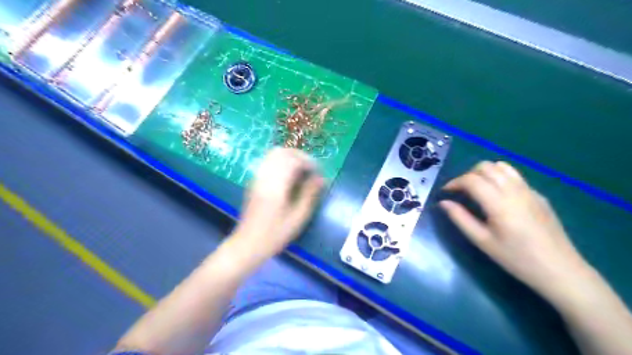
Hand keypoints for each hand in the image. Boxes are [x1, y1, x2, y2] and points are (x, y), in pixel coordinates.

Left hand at [231, 149, 321, 258]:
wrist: (248, 244)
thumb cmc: (275, 234)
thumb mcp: (298, 217)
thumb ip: (310, 195)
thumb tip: (321, 178)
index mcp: (276, 185)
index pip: (293, 160)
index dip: (308, 162)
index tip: (318, 172)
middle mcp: (265, 176)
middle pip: (282, 152)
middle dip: (299, 156)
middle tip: (310, 168)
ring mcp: (257, 178)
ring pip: (273, 155)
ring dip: (289, 158)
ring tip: (300, 171)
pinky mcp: (254, 182)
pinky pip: (267, 163)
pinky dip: (280, 163)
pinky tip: (287, 177)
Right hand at [441, 160, 589, 301]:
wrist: (560, 270)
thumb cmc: (516, 259)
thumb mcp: (482, 241)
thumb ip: (460, 218)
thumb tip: (443, 202)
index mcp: (499, 203)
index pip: (471, 179)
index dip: (454, 182)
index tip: (446, 192)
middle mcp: (514, 190)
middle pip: (485, 167)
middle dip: (467, 175)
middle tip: (460, 191)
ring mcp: (529, 191)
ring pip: (501, 167)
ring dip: (484, 172)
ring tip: (477, 189)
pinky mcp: (538, 195)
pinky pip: (514, 176)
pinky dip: (499, 177)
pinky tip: (497, 196)